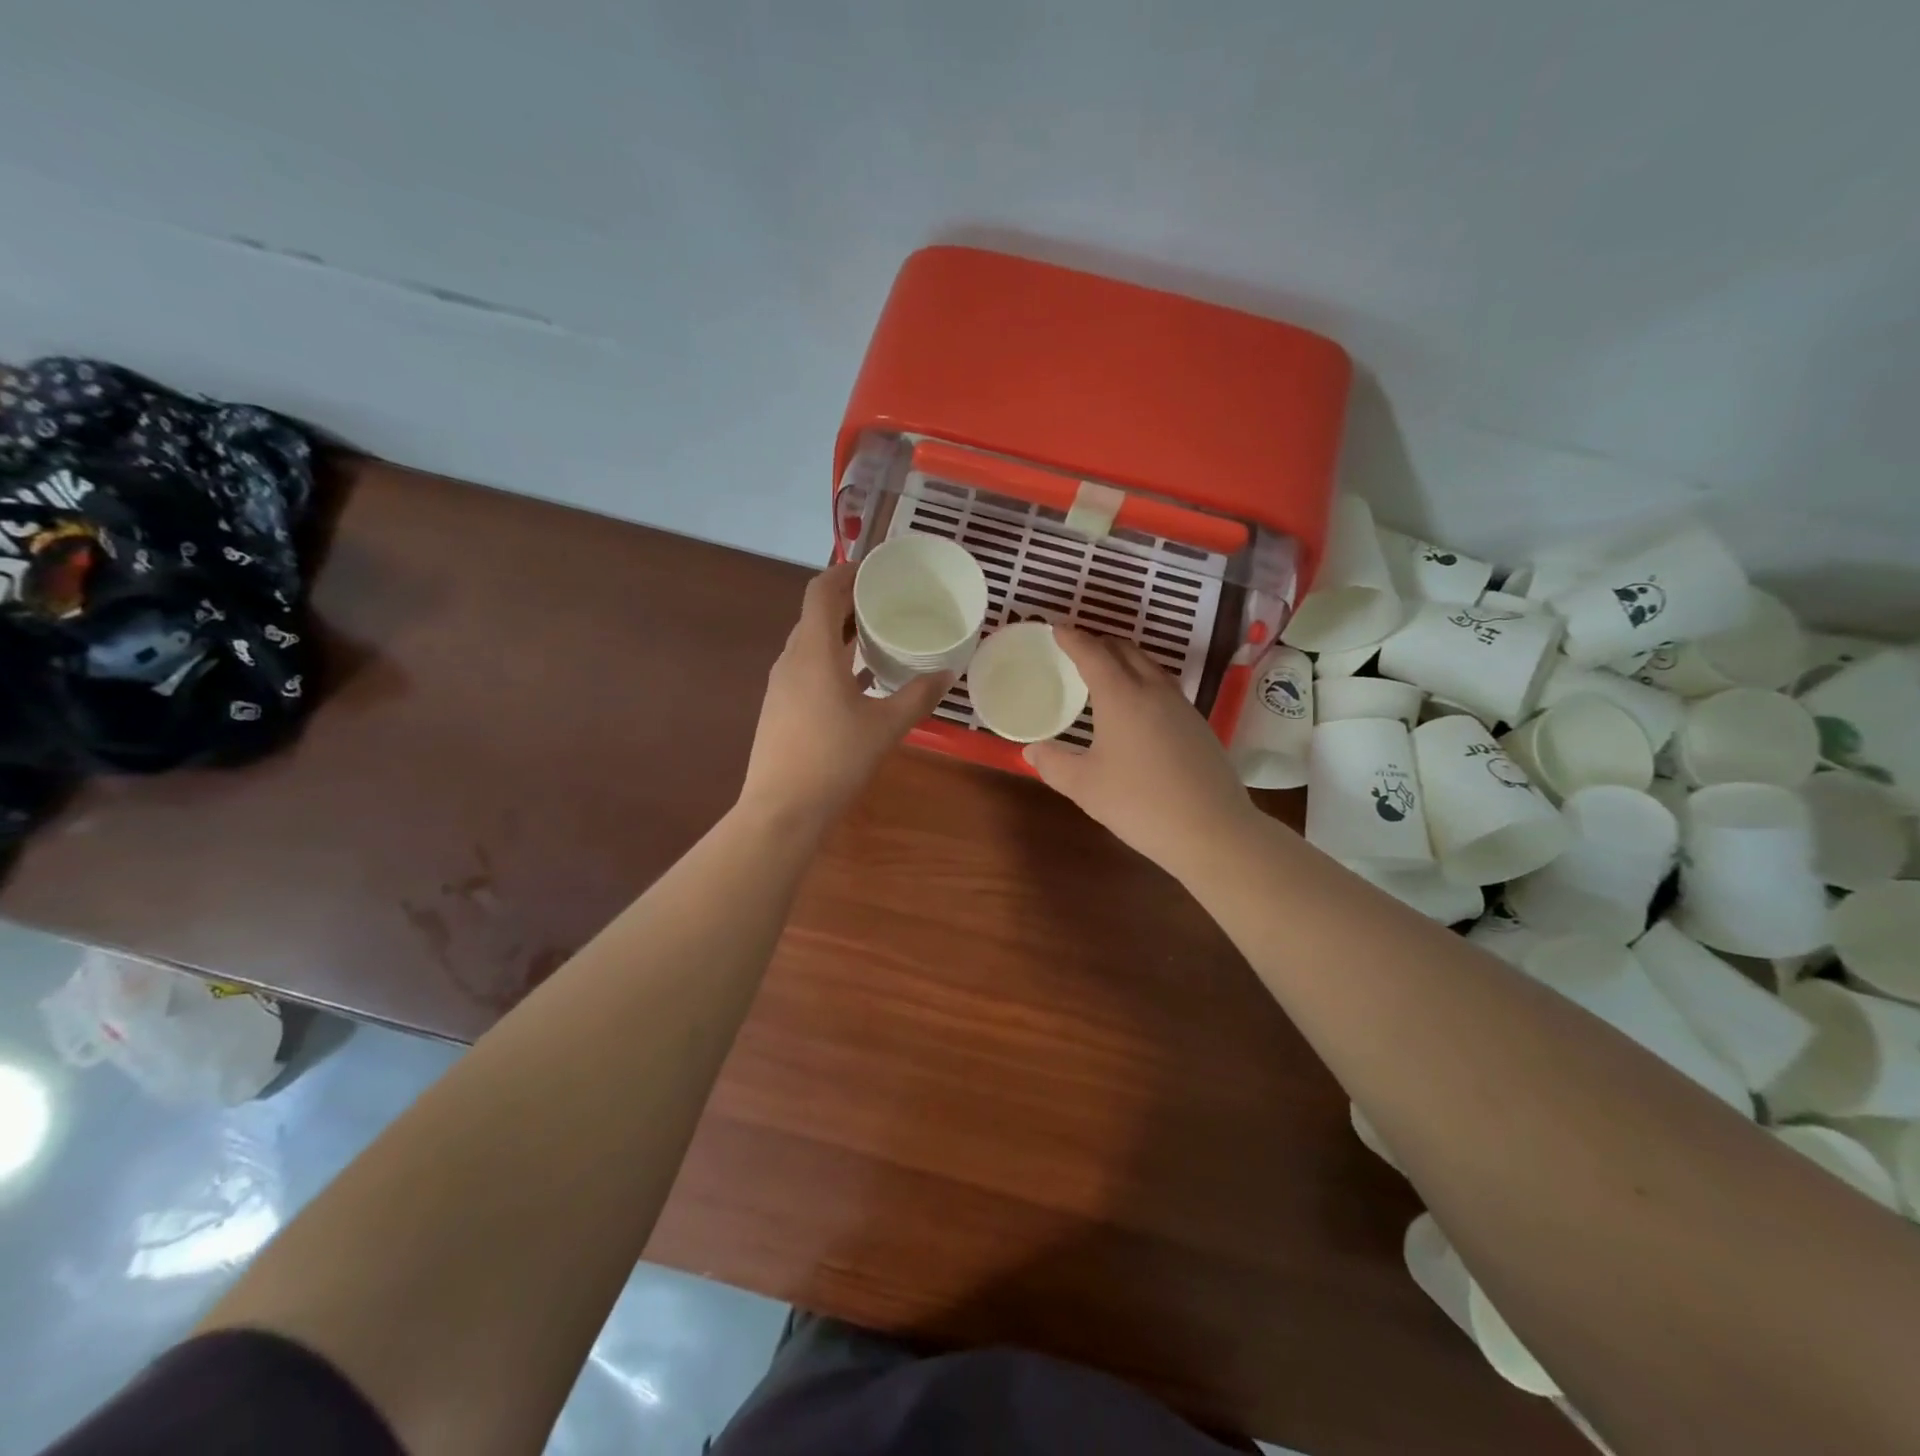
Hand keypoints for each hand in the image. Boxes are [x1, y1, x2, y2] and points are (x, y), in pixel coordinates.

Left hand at [738, 563, 951, 829]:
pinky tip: (859, 679)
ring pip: (811, 642)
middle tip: (887, 599)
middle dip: (848, 600)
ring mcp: (781, 684)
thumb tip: (946, 673)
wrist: (782, 809)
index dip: (845, 571)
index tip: (875, 568)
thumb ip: (918, 696)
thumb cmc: (835, 760)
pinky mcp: (780, 706)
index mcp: (813, 651)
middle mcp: (791, 659)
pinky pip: (807, 666)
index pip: (821, 591)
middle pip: (816, 614)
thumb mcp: (886, 726)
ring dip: (840, 631)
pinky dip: (832, 658)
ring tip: (878, 634)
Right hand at [1024, 626, 1262, 877]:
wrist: (1212, 830)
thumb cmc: (1139, 803)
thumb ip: (1053, 764)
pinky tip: (1138, 707)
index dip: (1073, 639)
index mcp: (1122, 696)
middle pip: (1126, 651)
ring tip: (1106, 671)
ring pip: (1150, 667)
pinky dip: (1143, 682)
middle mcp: (1154, 690)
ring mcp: (1182, 706)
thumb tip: (1032, 750)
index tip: (1056, 629)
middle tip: (1078, 648)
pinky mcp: (1198, 725)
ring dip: (1125, 660)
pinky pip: (1164, 688)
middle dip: (1100, 643)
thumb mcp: (1084, 787)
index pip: (1093, 654)